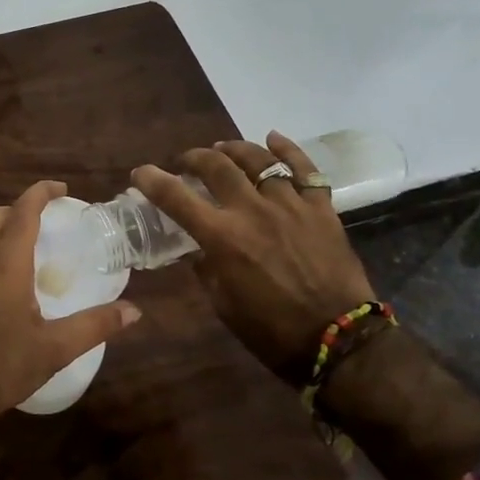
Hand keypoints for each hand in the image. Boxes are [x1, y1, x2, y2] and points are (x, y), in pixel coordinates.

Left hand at [0, 181, 141, 479]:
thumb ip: (95, 326)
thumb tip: (134, 311)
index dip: (40, 194)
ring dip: (4, 234)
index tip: (60, 188)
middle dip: (18, 209)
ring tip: (33, 253)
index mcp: (5, 267)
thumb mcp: (55, 349)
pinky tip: (11, 288)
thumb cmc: (1, 367)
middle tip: (46, 219)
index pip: (22, 214)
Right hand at [132, 132, 376, 376]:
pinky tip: (273, 139)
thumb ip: (206, 269)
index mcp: (222, 238)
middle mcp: (252, 211)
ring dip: (234, 149)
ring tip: (223, 149)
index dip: (152, 180)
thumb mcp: (223, 304)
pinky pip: (306, 168)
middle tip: (186, 162)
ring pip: (259, 159)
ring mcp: (290, 205)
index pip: (176, 198)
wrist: (339, 341)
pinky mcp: (321, 208)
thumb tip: (199, 249)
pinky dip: (288, 149)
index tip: (141, 173)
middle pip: (217, 166)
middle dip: (194, 158)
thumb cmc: (272, 331)